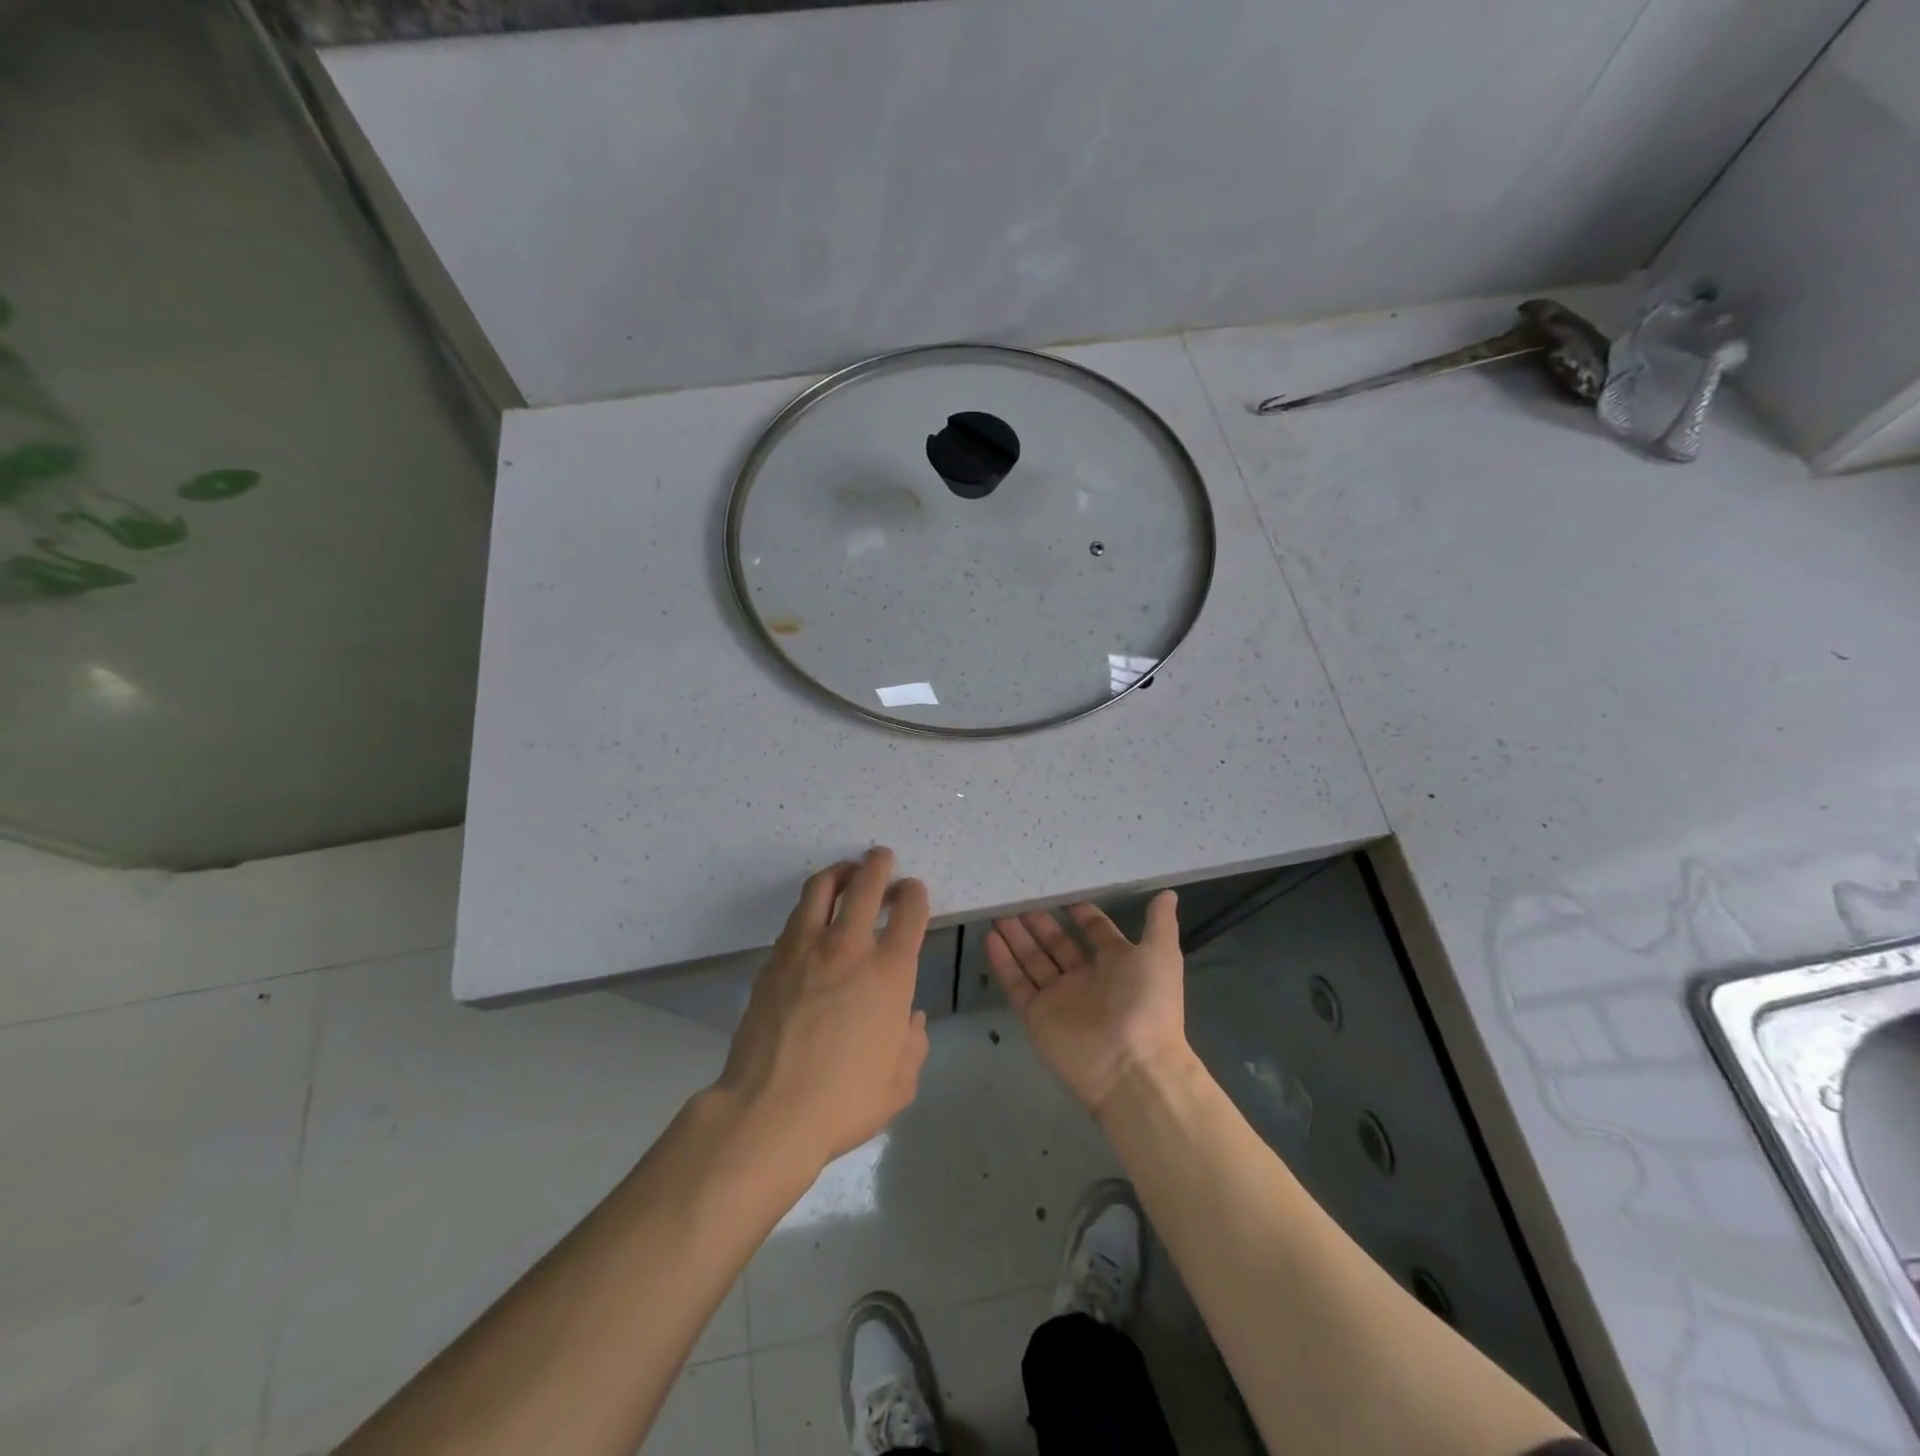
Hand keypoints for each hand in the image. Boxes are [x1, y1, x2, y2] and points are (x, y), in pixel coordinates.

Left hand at [715, 847, 931, 1171]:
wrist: (769, 1110)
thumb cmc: (844, 1100)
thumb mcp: (900, 1082)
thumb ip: (913, 1043)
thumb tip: (910, 1019)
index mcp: (890, 972)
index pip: (910, 910)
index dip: (914, 893)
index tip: (912, 893)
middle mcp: (850, 947)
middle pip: (866, 883)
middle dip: (878, 864)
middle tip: (881, 857)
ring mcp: (806, 949)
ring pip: (823, 887)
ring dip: (840, 872)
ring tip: (846, 871)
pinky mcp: (774, 960)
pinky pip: (796, 916)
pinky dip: (811, 904)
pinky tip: (814, 915)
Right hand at [986, 892, 1192, 1116]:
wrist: (1131, 1067)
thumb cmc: (1148, 1004)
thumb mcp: (1161, 955)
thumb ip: (1159, 923)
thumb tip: (1168, 893)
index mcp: (1117, 964)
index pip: (1095, 932)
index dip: (1080, 913)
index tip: (1061, 891)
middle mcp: (1086, 979)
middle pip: (1057, 944)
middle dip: (1039, 922)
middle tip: (1019, 897)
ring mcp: (1059, 998)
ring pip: (1033, 960)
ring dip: (1017, 936)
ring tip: (998, 912)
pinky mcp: (1036, 1016)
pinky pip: (1017, 984)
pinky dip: (1003, 962)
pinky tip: (990, 938)